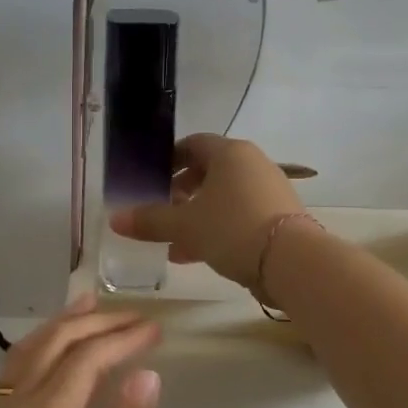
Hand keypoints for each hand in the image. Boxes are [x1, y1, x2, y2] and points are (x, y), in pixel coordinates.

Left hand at [0, 297, 160, 407]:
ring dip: (62, 325)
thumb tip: (146, 374)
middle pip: (54, 345)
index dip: (122, 340)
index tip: (158, 329)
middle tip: (137, 315)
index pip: (85, 360)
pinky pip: (16, 372)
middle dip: (95, 322)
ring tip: (91, 305)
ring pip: (28, 353)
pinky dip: (42, 347)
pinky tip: (55, 356)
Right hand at [109, 134, 302, 289]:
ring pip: (222, 198)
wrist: (291, 262)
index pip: (192, 144)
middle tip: (159, 211)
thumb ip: (150, 220)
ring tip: (171, 241)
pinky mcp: (277, 218)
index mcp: (229, 153)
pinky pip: (238, 216)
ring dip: (195, 216)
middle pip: (208, 172)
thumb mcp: (184, 225)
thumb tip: (115, 219)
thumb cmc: (232, 228)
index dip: (168, 160)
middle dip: (180, 192)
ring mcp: (268, 191)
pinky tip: (194, 255)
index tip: (150, 180)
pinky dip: (216, 229)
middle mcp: (251, 164)